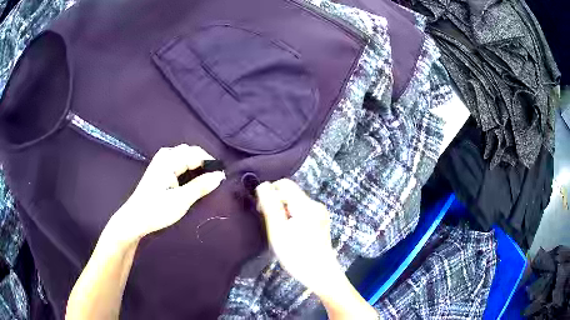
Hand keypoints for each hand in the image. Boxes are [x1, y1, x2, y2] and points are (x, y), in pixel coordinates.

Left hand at [114, 144, 224, 240]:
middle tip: (212, 180)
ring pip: (183, 156)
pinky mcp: (159, 171)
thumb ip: (201, 186)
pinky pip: (177, 162)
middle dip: (203, 162)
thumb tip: (220, 175)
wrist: (134, 220)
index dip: (210, 163)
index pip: (195, 153)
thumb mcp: (181, 200)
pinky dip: (187, 169)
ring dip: (195, 165)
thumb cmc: (156, 210)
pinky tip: (190, 180)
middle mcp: (164, 156)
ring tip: (203, 180)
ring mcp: (160, 162)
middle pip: (189, 151)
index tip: (221, 177)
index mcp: (169, 160)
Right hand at [256, 179, 339, 295]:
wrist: (322, 275)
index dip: (269, 192)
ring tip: (279, 231)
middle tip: (269, 223)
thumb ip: (270, 206)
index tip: (261, 210)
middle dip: (276, 203)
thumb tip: (262, 185)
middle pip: (290, 193)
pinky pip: (301, 212)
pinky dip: (292, 217)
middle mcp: (315, 205)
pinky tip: (290, 234)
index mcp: (306, 205)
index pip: (284, 184)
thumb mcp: (278, 231)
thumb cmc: (297, 255)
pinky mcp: (321, 222)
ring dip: (283, 211)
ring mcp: (320, 214)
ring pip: (295, 203)